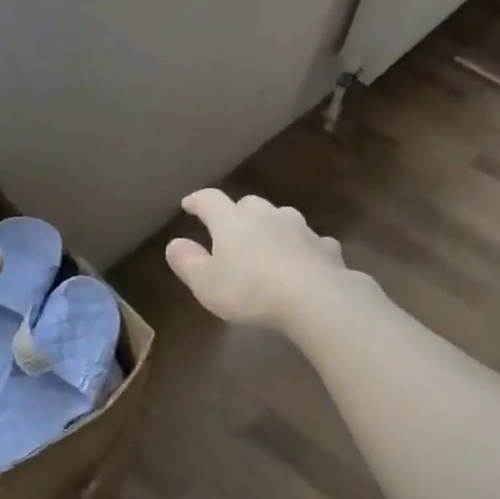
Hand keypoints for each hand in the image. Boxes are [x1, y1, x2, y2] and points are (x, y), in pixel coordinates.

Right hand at [165, 189, 347, 332]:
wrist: (315, 298)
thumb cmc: (251, 291)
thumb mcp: (206, 284)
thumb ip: (188, 262)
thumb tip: (174, 243)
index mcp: (232, 221)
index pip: (209, 200)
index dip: (197, 201)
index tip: (188, 204)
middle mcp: (266, 215)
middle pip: (248, 204)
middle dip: (237, 213)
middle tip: (231, 229)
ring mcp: (299, 228)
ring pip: (281, 217)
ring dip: (272, 227)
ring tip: (267, 245)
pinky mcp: (325, 246)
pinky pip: (310, 241)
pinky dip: (302, 247)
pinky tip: (303, 261)